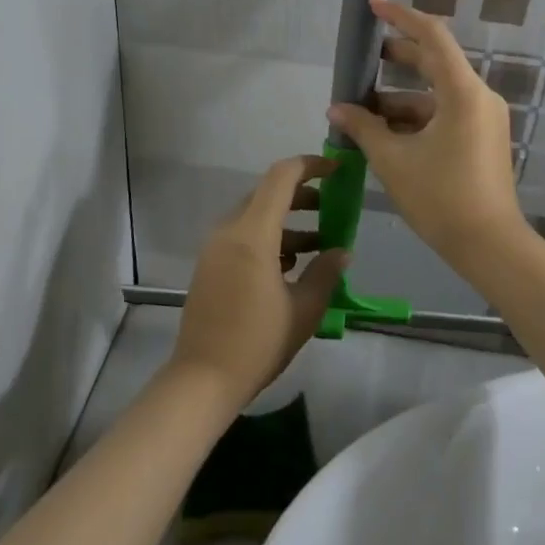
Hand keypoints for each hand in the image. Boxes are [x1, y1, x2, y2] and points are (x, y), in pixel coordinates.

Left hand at [170, 155, 348, 409]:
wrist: (202, 379)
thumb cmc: (257, 342)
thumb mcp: (304, 309)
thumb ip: (326, 273)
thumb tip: (342, 252)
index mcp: (252, 234)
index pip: (281, 178)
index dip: (310, 166)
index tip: (336, 171)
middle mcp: (229, 231)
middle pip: (267, 194)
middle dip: (302, 195)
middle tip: (331, 208)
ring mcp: (215, 248)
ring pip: (255, 216)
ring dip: (286, 221)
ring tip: (319, 243)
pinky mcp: (209, 265)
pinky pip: (242, 236)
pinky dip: (268, 238)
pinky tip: (290, 265)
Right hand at [326, 0, 523, 262]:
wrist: (489, 246)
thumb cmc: (440, 197)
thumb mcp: (393, 160)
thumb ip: (362, 127)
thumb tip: (336, 107)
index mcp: (463, 92)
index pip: (432, 37)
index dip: (400, 16)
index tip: (372, 4)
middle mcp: (478, 96)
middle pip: (434, 62)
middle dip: (396, 57)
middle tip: (362, 58)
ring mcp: (483, 118)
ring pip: (435, 93)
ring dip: (399, 97)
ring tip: (362, 109)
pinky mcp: (482, 138)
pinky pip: (444, 113)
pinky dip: (415, 117)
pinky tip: (384, 133)